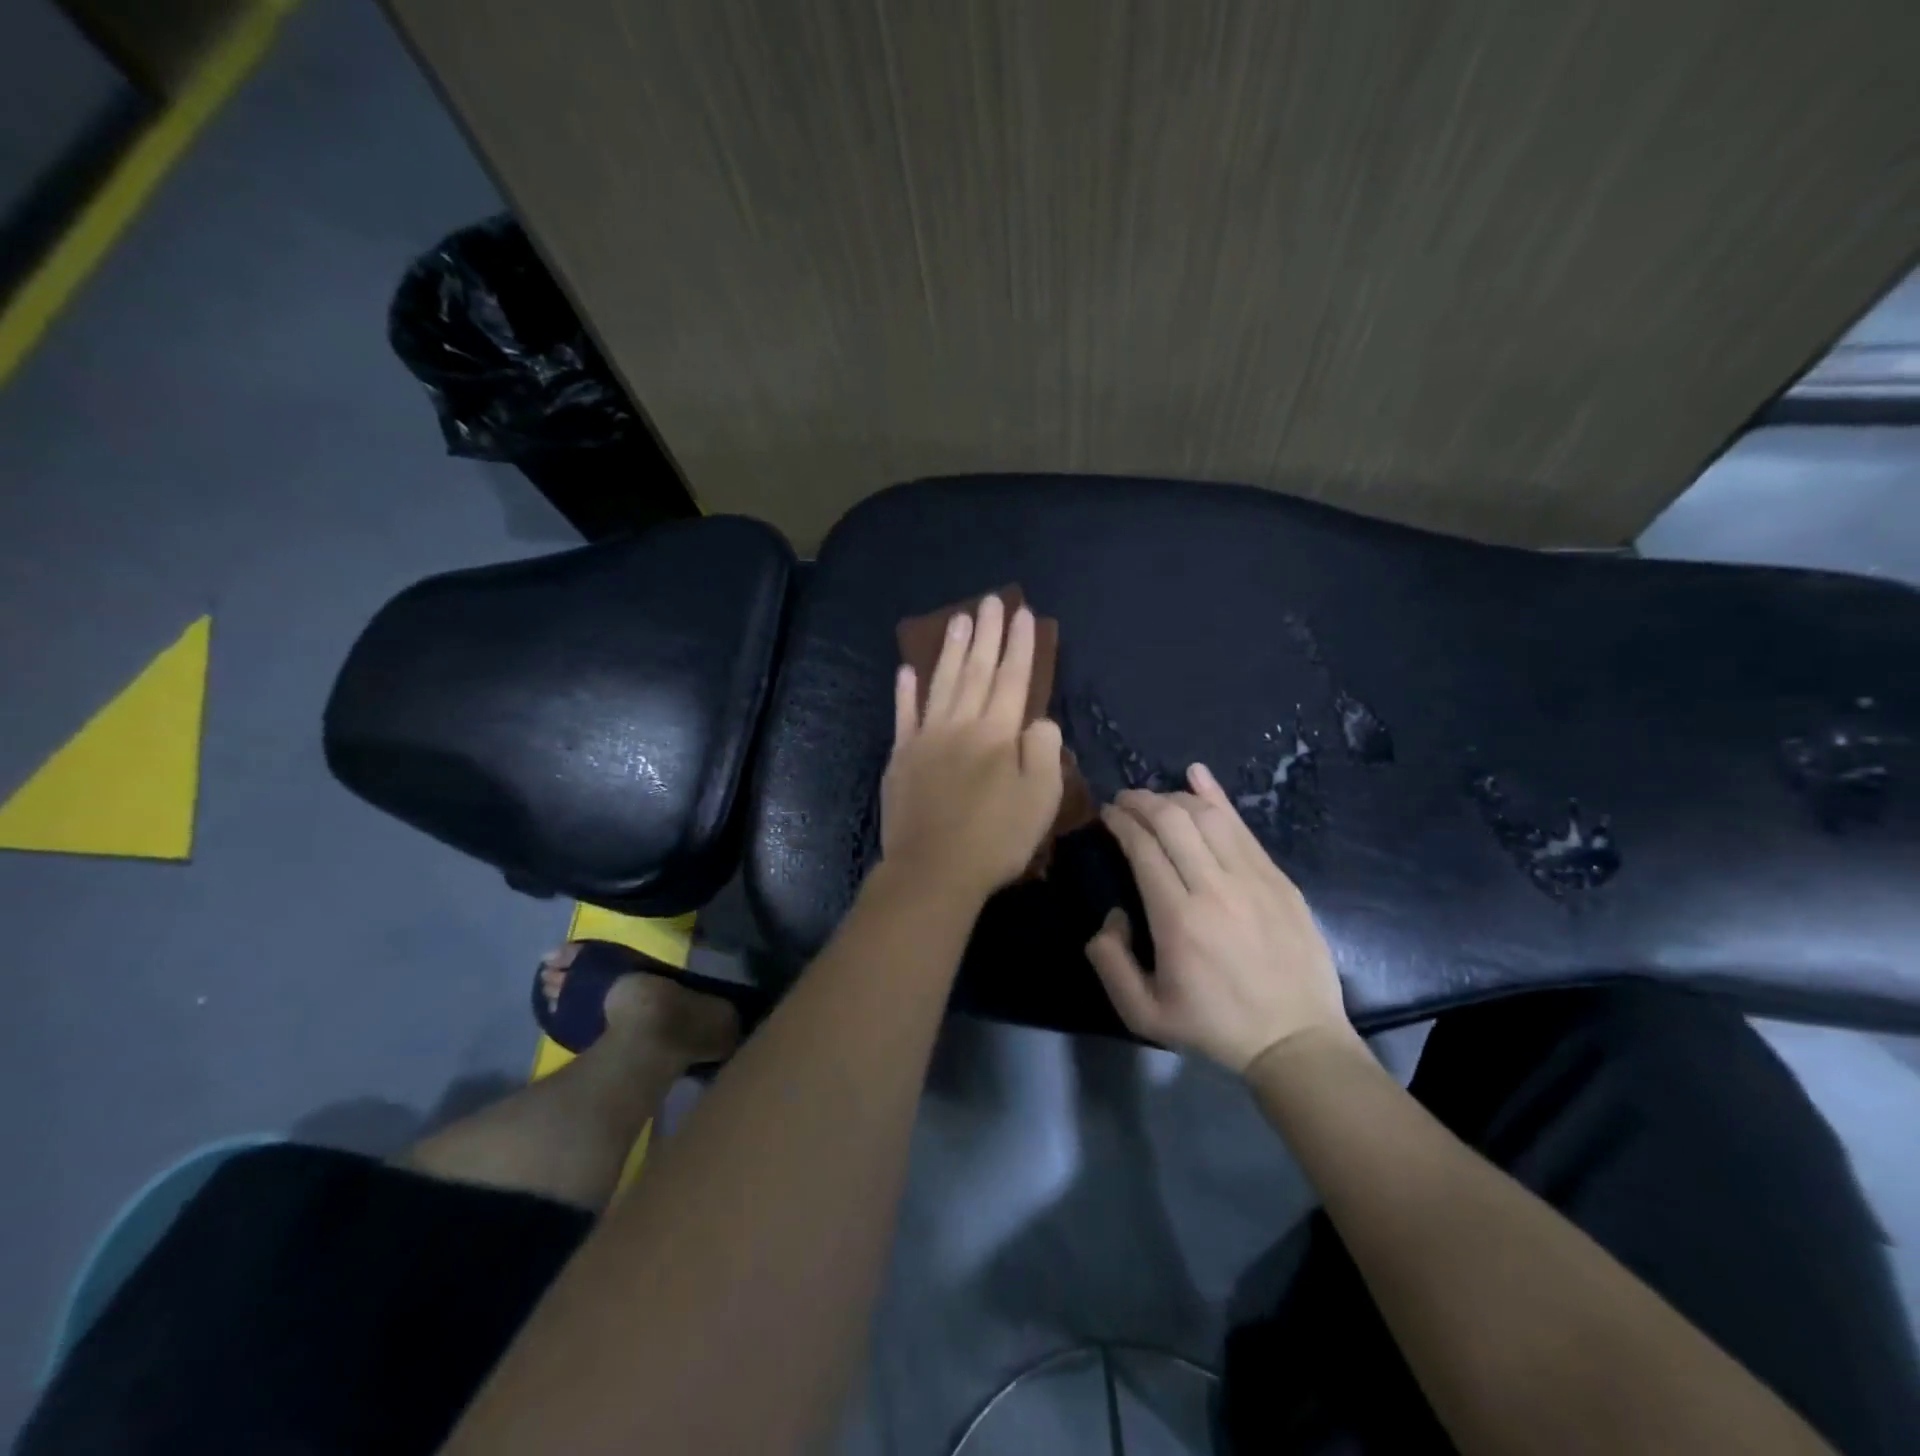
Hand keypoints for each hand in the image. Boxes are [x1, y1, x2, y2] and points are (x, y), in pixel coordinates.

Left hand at [881, 595, 1065, 902]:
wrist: (933, 870)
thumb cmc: (995, 839)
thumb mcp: (1041, 800)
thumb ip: (1044, 752)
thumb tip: (1039, 721)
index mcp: (998, 734)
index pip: (1014, 679)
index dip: (1021, 645)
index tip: (1025, 614)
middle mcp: (961, 725)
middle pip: (978, 671)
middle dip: (988, 634)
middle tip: (992, 601)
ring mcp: (926, 738)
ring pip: (942, 683)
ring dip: (952, 650)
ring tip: (960, 619)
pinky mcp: (900, 757)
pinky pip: (903, 715)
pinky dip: (905, 691)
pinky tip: (906, 669)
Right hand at [1087, 763, 1351, 1074]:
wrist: (1296, 1040)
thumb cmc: (1214, 1026)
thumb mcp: (1143, 1014)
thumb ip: (1109, 962)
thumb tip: (1110, 915)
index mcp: (1178, 918)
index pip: (1143, 848)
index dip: (1121, 822)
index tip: (1106, 814)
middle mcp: (1214, 888)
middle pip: (1172, 821)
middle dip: (1141, 800)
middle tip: (1123, 799)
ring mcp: (1253, 879)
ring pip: (1208, 817)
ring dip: (1174, 798)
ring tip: (1155, 798)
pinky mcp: (1279, 879)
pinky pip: (1243, 828)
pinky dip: (1217, 797)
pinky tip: (1198, 775)